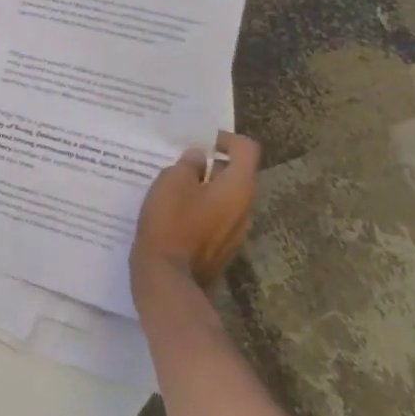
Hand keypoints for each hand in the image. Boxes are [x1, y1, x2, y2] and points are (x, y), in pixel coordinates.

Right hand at [131, 132, 260, 287]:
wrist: (167, 277)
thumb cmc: (171, 222)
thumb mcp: (172, 181)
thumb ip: (188, 164)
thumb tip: (199, 159)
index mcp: (238, 187)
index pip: (247, 149)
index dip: (225, 138)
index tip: (201, 140)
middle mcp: (245, 208)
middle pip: (236, 174)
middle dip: (211, 165)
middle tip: (180, 162)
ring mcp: (235, 232)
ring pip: (225, 198)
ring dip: (204, 188)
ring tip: (173, 187)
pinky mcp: (221, 248)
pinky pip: (215, 218)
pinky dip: (200, 209)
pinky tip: (173, 213)